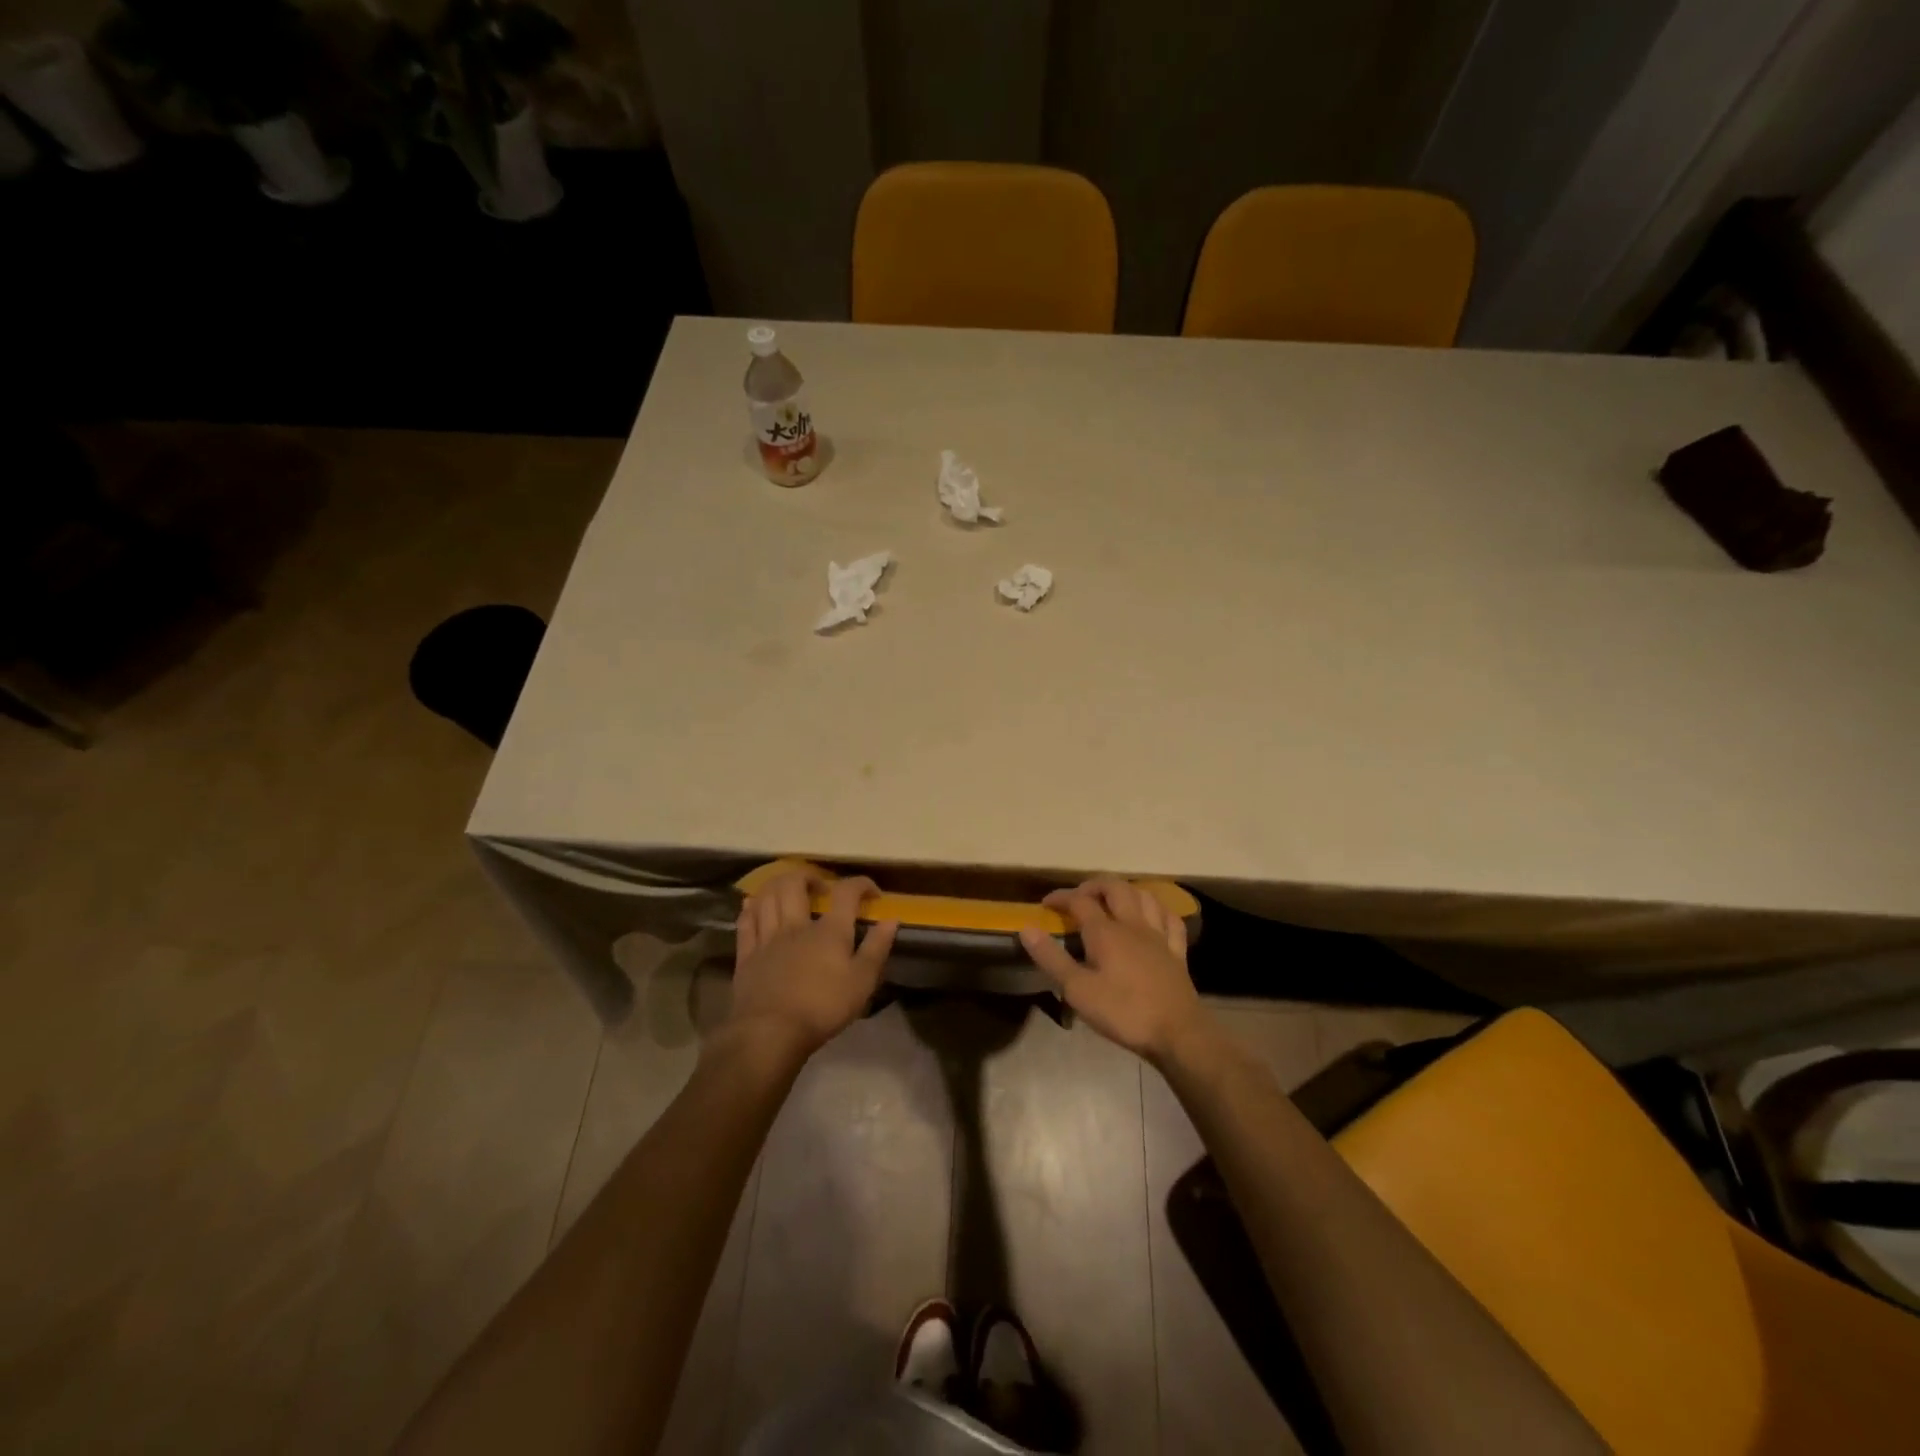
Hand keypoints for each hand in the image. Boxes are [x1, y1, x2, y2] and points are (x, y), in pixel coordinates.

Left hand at [729, 871, 898, 1060]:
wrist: (770, 1032)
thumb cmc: (822, 1007)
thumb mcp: (862, 982)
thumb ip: (877, 948)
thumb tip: (891, 919)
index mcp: (829, 930)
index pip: (846, 893)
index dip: (861, 884)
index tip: (872, 892)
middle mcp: (796, 925)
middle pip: (795, 883)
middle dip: (809, 876)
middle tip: (820, 887)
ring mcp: (767, 938)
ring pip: (767, 896)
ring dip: (778, 884)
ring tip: (788, 890)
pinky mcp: (747, 954)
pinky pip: (746, 921)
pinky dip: (751, 908)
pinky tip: (754, 905)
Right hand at [1019, 877, 1209, 1065]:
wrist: (1178, 1033)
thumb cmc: (1123, 1012)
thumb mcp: (1077, 990)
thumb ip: (1051, 958)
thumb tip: (1026, 929)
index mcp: (1105, 932)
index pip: (1079, 901)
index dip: (1060, 897)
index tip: (1046, 903)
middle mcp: (1132, 924)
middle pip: (1115, 888)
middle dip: (1094, 885)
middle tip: (1079, 897)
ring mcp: (1158, 936)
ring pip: (1144, 896)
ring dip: (1125, 891)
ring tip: (1113, 900)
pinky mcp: (1177, 951)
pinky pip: (1170, 920)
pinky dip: (1158, 910)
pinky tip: (1152, 916)